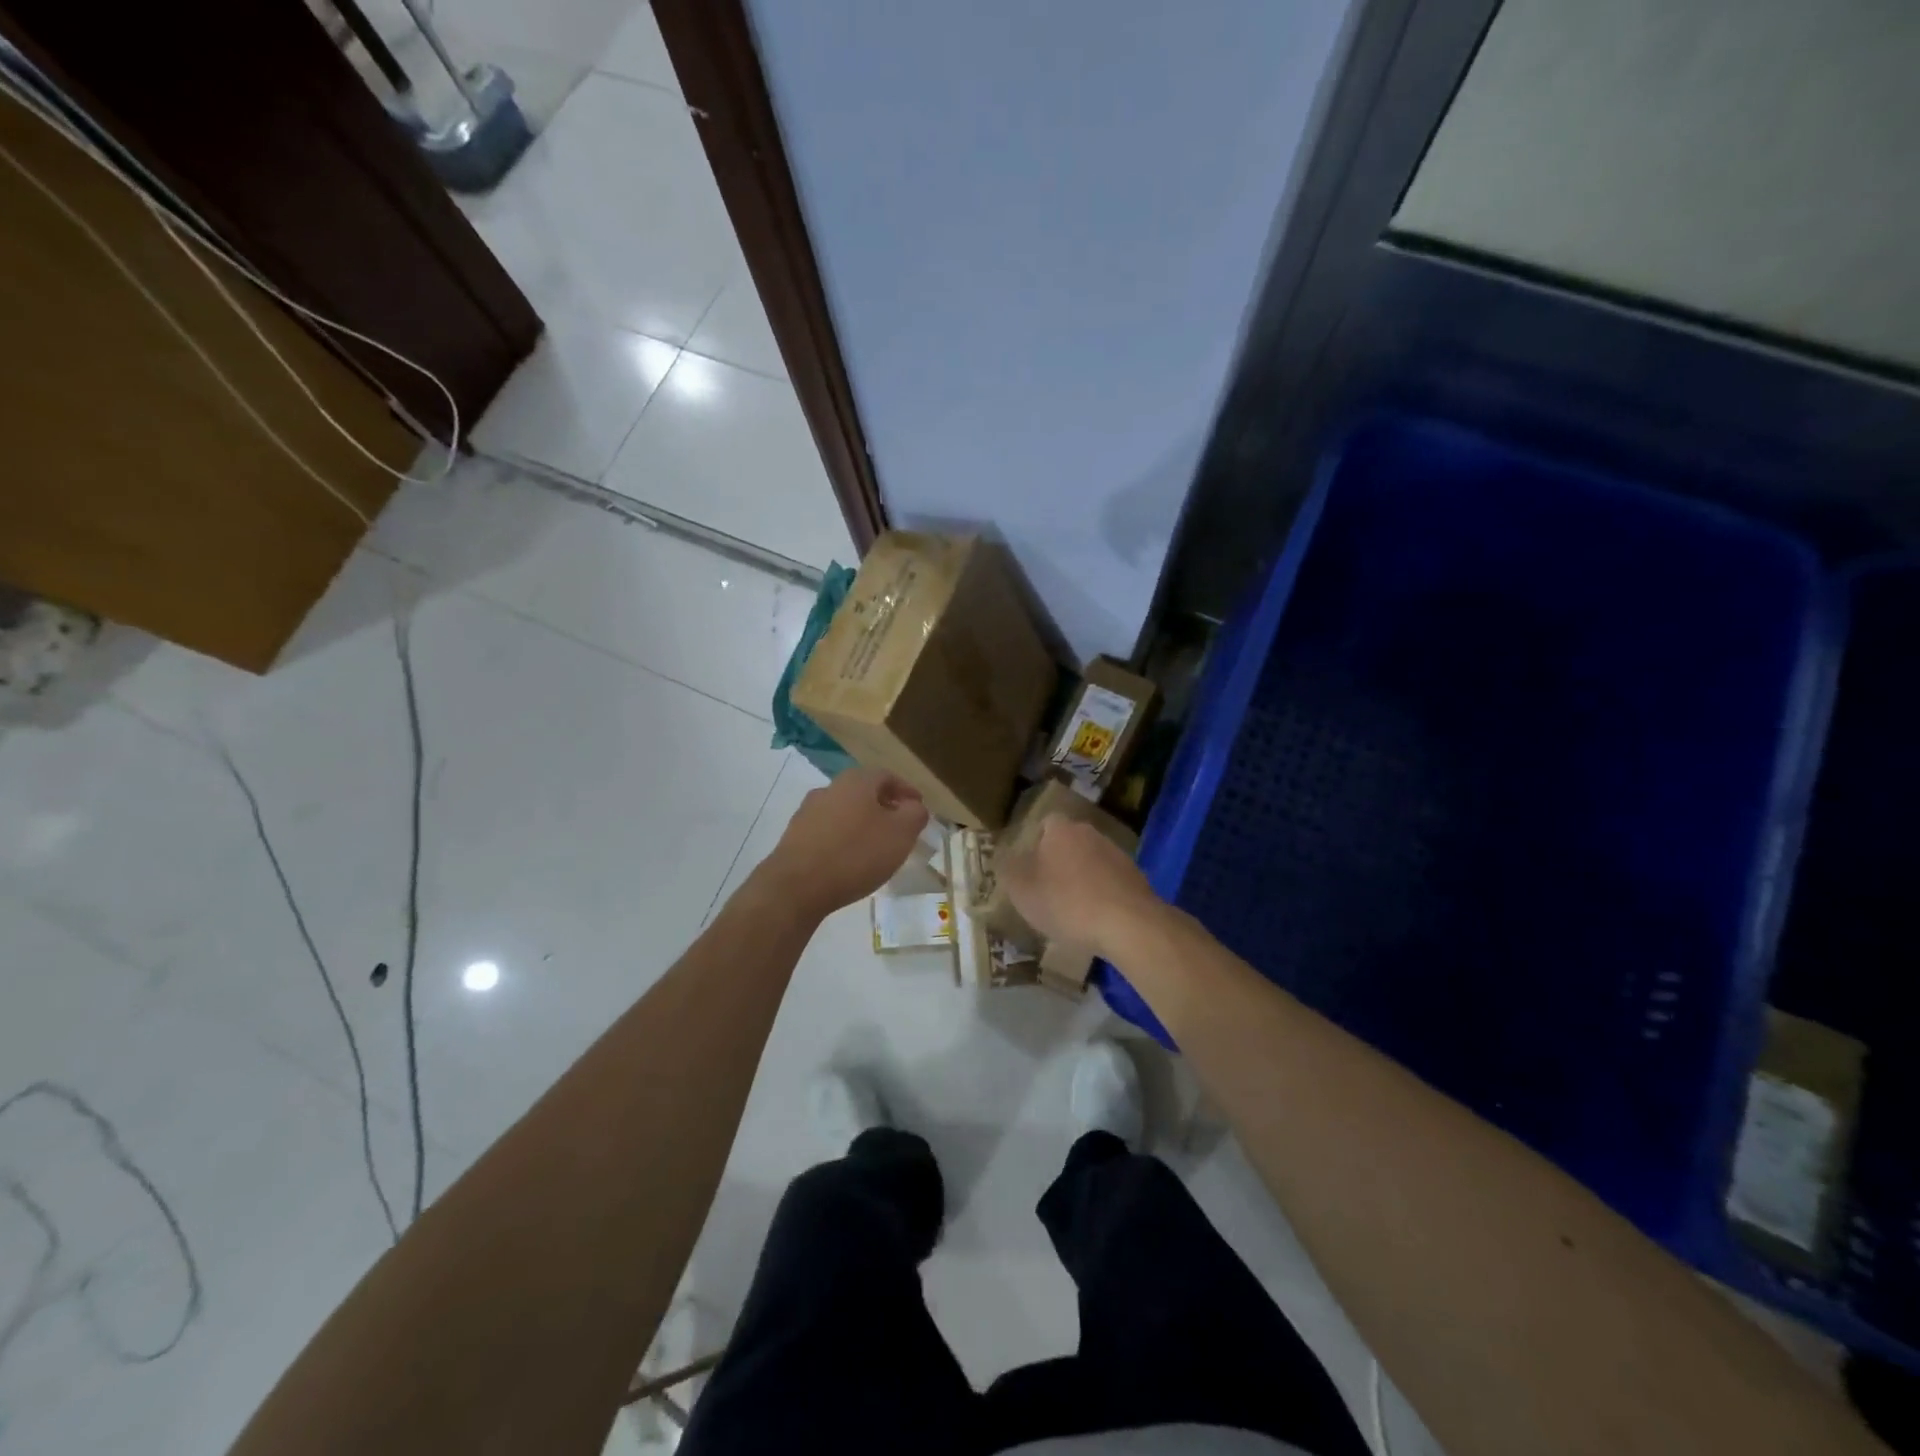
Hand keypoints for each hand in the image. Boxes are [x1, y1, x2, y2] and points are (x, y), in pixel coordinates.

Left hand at [762, 766, 929, 917]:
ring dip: (863, 824)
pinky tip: (850, 860)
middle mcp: (830, 788)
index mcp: (856, 781)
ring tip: (876, 847)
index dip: (906, 791)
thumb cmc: (856, 854)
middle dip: (885, 807)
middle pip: (864, 792)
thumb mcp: (900, 834)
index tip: (919, 808)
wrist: (797, 886)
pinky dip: (844, 839)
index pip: (888, 776)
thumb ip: (914, 815)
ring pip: (845, 811)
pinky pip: (828, 831)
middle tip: (900, 828)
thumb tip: (914, 807)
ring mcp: (808, 811)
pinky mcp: (795, 836)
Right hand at [999, 815, 1156, 957]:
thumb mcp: (1021, 890)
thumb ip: (1009, 870)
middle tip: (1046, 890)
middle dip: (1058, 862)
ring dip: (1081, 879)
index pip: (1045, 824)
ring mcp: (1117, 854)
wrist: (1128, 924)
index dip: (1035, 844)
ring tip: (1071, 911)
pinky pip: (1110, 882)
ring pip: (1091, 862)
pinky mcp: (1136, 878)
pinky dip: (1101, 896)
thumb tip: (1006, 858)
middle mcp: (1090, 833)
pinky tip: (1096, 920)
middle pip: (1069, 842)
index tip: (1028, 869)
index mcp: (1061, 829)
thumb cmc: (1066, 902)